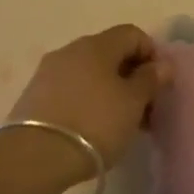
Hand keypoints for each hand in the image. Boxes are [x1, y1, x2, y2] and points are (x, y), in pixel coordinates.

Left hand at [6, 25, 172, 168]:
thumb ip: (150, 79)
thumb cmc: (94, 124)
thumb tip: (161, 64)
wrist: (32, 158)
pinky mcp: (33, 96)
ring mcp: (48, 72)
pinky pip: (70, 89)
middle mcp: (71, 50)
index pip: (132, 34)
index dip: (151, 54)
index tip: (158, 84)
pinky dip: (86, 100)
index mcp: (97, 45)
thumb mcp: (133, 103)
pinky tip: (91, 127)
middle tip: (143, 107)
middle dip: (130, 75)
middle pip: (110, 53)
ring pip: (89, 72)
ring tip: (118, 122)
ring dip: (109, 90)